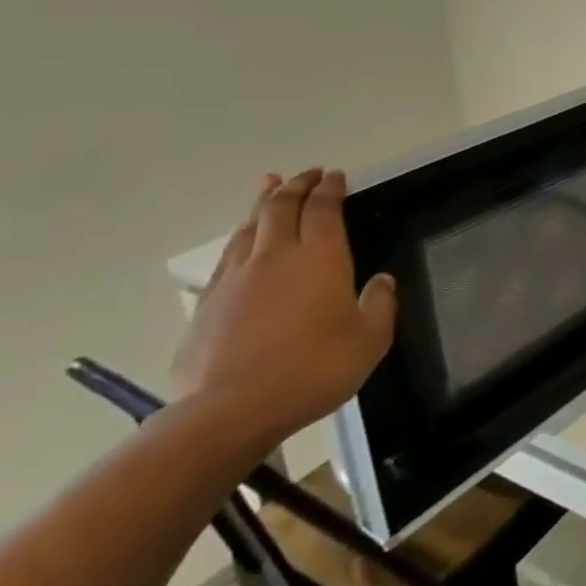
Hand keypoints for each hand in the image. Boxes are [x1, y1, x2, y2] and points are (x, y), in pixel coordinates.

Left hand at [172, 168, 396, 450]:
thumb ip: (380, 304)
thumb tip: (380, 281)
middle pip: (280, 207)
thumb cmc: (315, 369)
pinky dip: (239, 241)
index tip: (336, 176)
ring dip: (261, 205)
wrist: (230, 412)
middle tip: (306, 173)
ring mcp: (234, 280)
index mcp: (319, 257)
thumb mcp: (371, 339)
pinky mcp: (205, 306)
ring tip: (268, 190)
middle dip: (295, 186)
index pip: (324, 208)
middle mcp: (275, 257)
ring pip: (247, 229)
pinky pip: (226, 259)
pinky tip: (241, 246)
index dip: (330, 188)